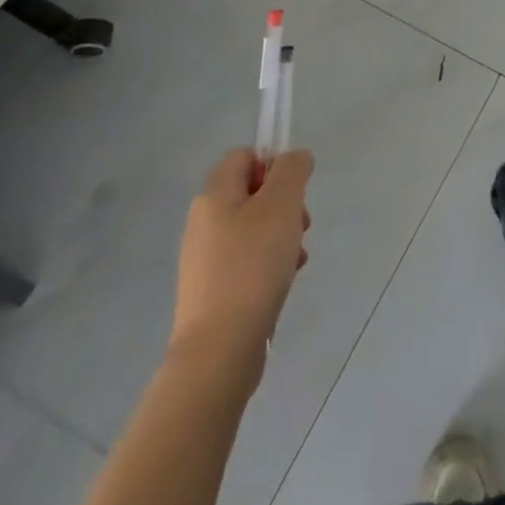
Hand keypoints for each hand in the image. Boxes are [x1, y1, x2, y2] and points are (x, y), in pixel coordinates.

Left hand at [169, 148, 311, 391]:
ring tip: (295, 260)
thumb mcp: (282, 203)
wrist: (220, 349)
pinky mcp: (212, 290)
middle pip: (253, 193)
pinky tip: (282, 282)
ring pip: (254, 228)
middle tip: (300, 226)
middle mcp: (203, 221)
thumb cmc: (252, 265)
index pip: (245, 156)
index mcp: (214, 194)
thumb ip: (292, 169)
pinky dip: (269, 265)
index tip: (292, 191)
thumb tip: (295, 158)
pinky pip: (247, 260)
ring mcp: (205, 258)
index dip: (273, 165)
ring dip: (282, 236)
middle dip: (285, 205)